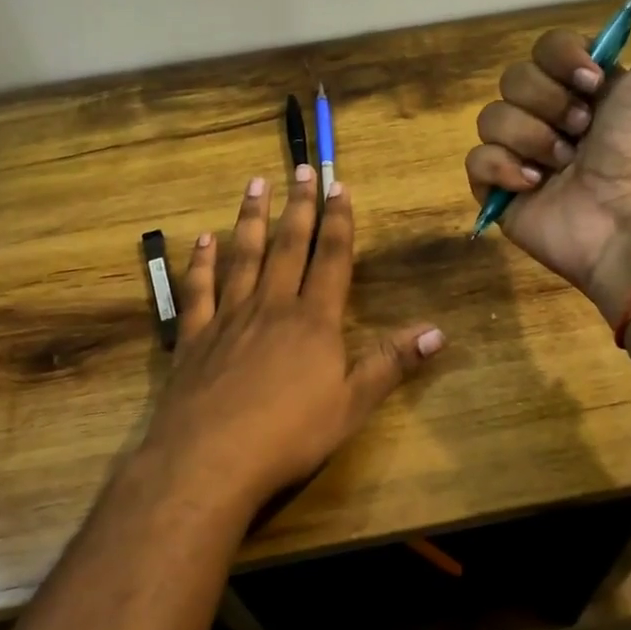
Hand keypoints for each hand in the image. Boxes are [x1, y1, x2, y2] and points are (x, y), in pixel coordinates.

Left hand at [143, 166, 444, 506]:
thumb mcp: (352, 405)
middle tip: (299, 169)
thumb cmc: (289, 436)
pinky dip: (200, 262)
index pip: (330, 259)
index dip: (338, 221)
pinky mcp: (193, 337)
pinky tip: (203, 239)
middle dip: (298, 206)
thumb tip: (438, 331)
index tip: (339, 186)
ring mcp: (228, 317)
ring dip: (250, 218)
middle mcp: (271, 306)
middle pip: (287, 246)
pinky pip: (198, 290)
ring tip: (255, 184)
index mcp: (313, 320)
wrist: (209, 460)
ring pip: (242, 256)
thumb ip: (391, 364)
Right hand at [463, 0, 630, 321]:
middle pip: (513, 79)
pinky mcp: (502, 191)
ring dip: (530, 138)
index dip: (562, 59)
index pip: (545, 48)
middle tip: (582, 132)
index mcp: (586, 91)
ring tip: (562, 165)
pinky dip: (502, 169)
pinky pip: (476, 160)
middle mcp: (553, 118)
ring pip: (491, 118)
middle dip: (548, 103)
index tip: (592, 82)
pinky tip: (533, 185)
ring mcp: (524, 156)